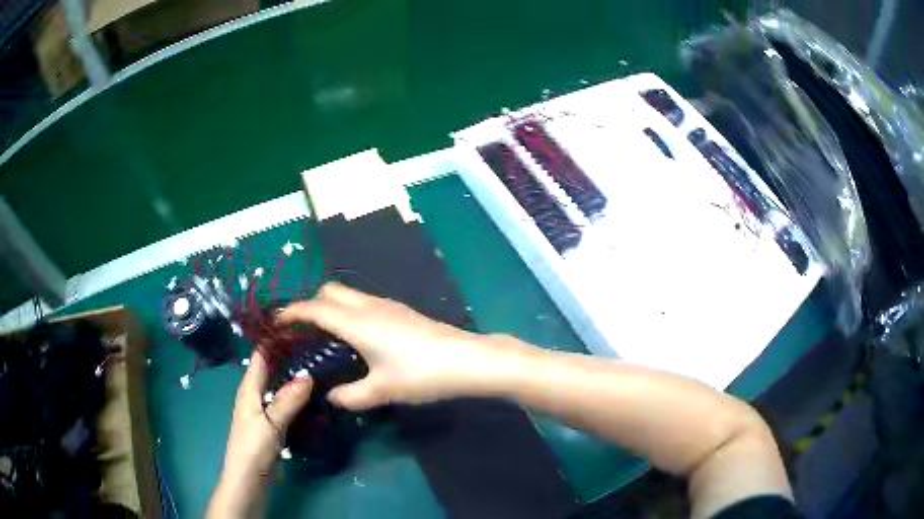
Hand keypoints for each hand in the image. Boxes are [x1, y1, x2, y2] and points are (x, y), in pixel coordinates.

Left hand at [207, 352, 311, 517]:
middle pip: (272, 367)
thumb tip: (308, 374)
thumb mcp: (270, 424)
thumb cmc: (252, 449)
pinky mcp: (273, 423)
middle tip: (319, 345)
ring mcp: (264, 409)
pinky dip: (298, 395)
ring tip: (322, 364)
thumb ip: (287, 400)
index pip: (261, 355)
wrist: (248, 480)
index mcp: (249, 388)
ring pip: (280, 384)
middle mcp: (255, 393)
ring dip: (295, 375)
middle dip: (290, 355)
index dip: (276, 339)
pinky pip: (286, 401)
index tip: (300, 326)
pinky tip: (315, 395)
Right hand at [277, 283, 527, 410]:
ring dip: (331, 307)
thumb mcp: (382, 390)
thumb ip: (351, 396)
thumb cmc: (421, 374)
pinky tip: (357, 337)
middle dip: (311, 305)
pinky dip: (349, 311)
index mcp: (357, 322)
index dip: (292, 313)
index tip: (276, 322)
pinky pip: (364, 303)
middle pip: (330, 292)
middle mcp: (369, 306)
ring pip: (348, 295)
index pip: (314, 309)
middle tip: (303, 332)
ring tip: (325, 335)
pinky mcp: (402, 312)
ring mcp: (388, 306)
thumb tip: (332, 397)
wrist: (467, 360)